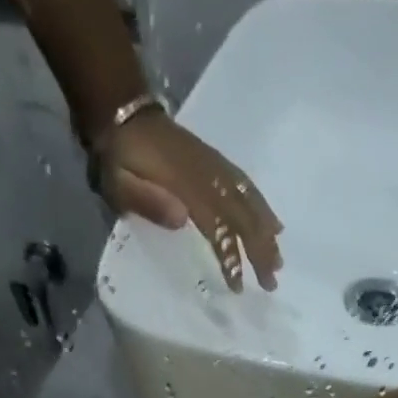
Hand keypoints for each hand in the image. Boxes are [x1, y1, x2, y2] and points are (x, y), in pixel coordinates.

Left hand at [98, 111, 282, 292]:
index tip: (238, 284)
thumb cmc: (119, 158)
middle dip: (259, 251)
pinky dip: (263, 207)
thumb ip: (147, 200)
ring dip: (266, 233)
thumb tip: (182, 219)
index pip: (216, 226)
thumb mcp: (119, 182)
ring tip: (279, 260)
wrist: (123, 112)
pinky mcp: (216, 163)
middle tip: (271, 283)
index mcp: (185, 186)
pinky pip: (246, 186)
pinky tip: (275, 226)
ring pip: (249, 202)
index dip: (230, 256)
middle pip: (241, 217)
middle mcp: (207, 176)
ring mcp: (214, 167)